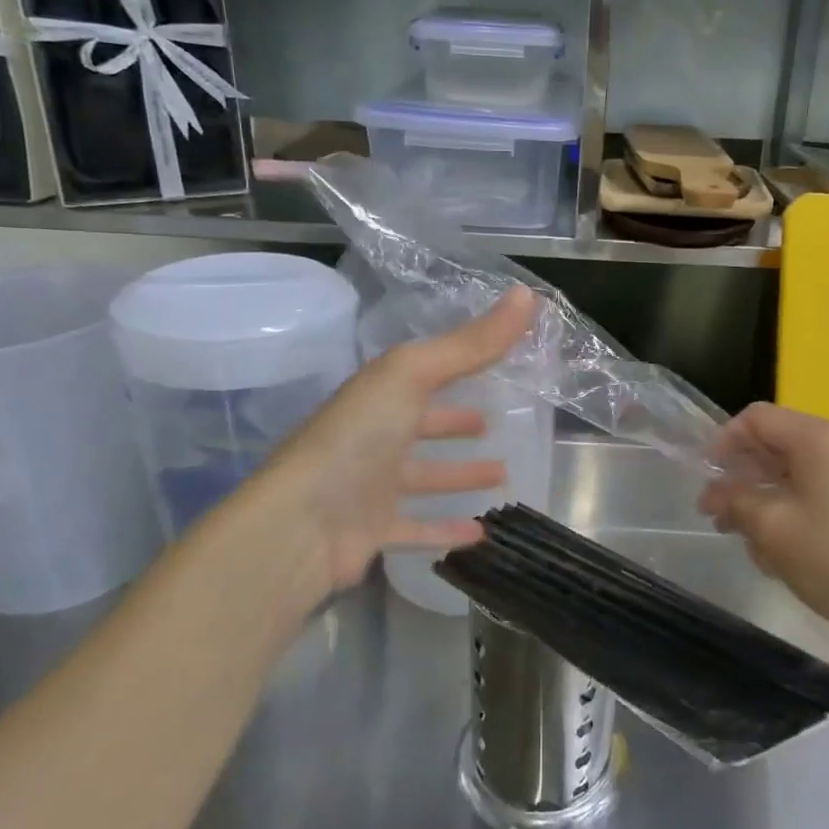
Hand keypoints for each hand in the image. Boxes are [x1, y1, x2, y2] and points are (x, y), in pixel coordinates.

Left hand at [245, 287, 537, 597]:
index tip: (497, 363)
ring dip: (459, 475)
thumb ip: (472, 343)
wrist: (300, 524)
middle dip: (455, 423)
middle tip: (492, 424)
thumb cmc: (358, 438)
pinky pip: (416, 527)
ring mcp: (371, 485)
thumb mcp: (415, 375)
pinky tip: (480, 534)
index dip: (459, 365)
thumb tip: (528, 294)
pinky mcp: (372, 530)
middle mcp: (373, 435)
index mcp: (380, 394)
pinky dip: (446, 530)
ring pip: (423, 477)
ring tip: (502, 474)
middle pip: (421, 425)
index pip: (425, 373)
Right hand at [699, 403, 828, 653]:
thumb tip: (712, 493)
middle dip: (741, 476)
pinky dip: (789, 511)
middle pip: (775, 443)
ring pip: (793, 472)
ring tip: (745, 539)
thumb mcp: (771, 528)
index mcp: (818, 437)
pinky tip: (779, 552)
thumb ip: (733, 499)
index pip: (756, 418)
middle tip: (718, 515)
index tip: (705, 480)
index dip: (722, 443)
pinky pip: (815, 492)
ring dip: (762, 498)